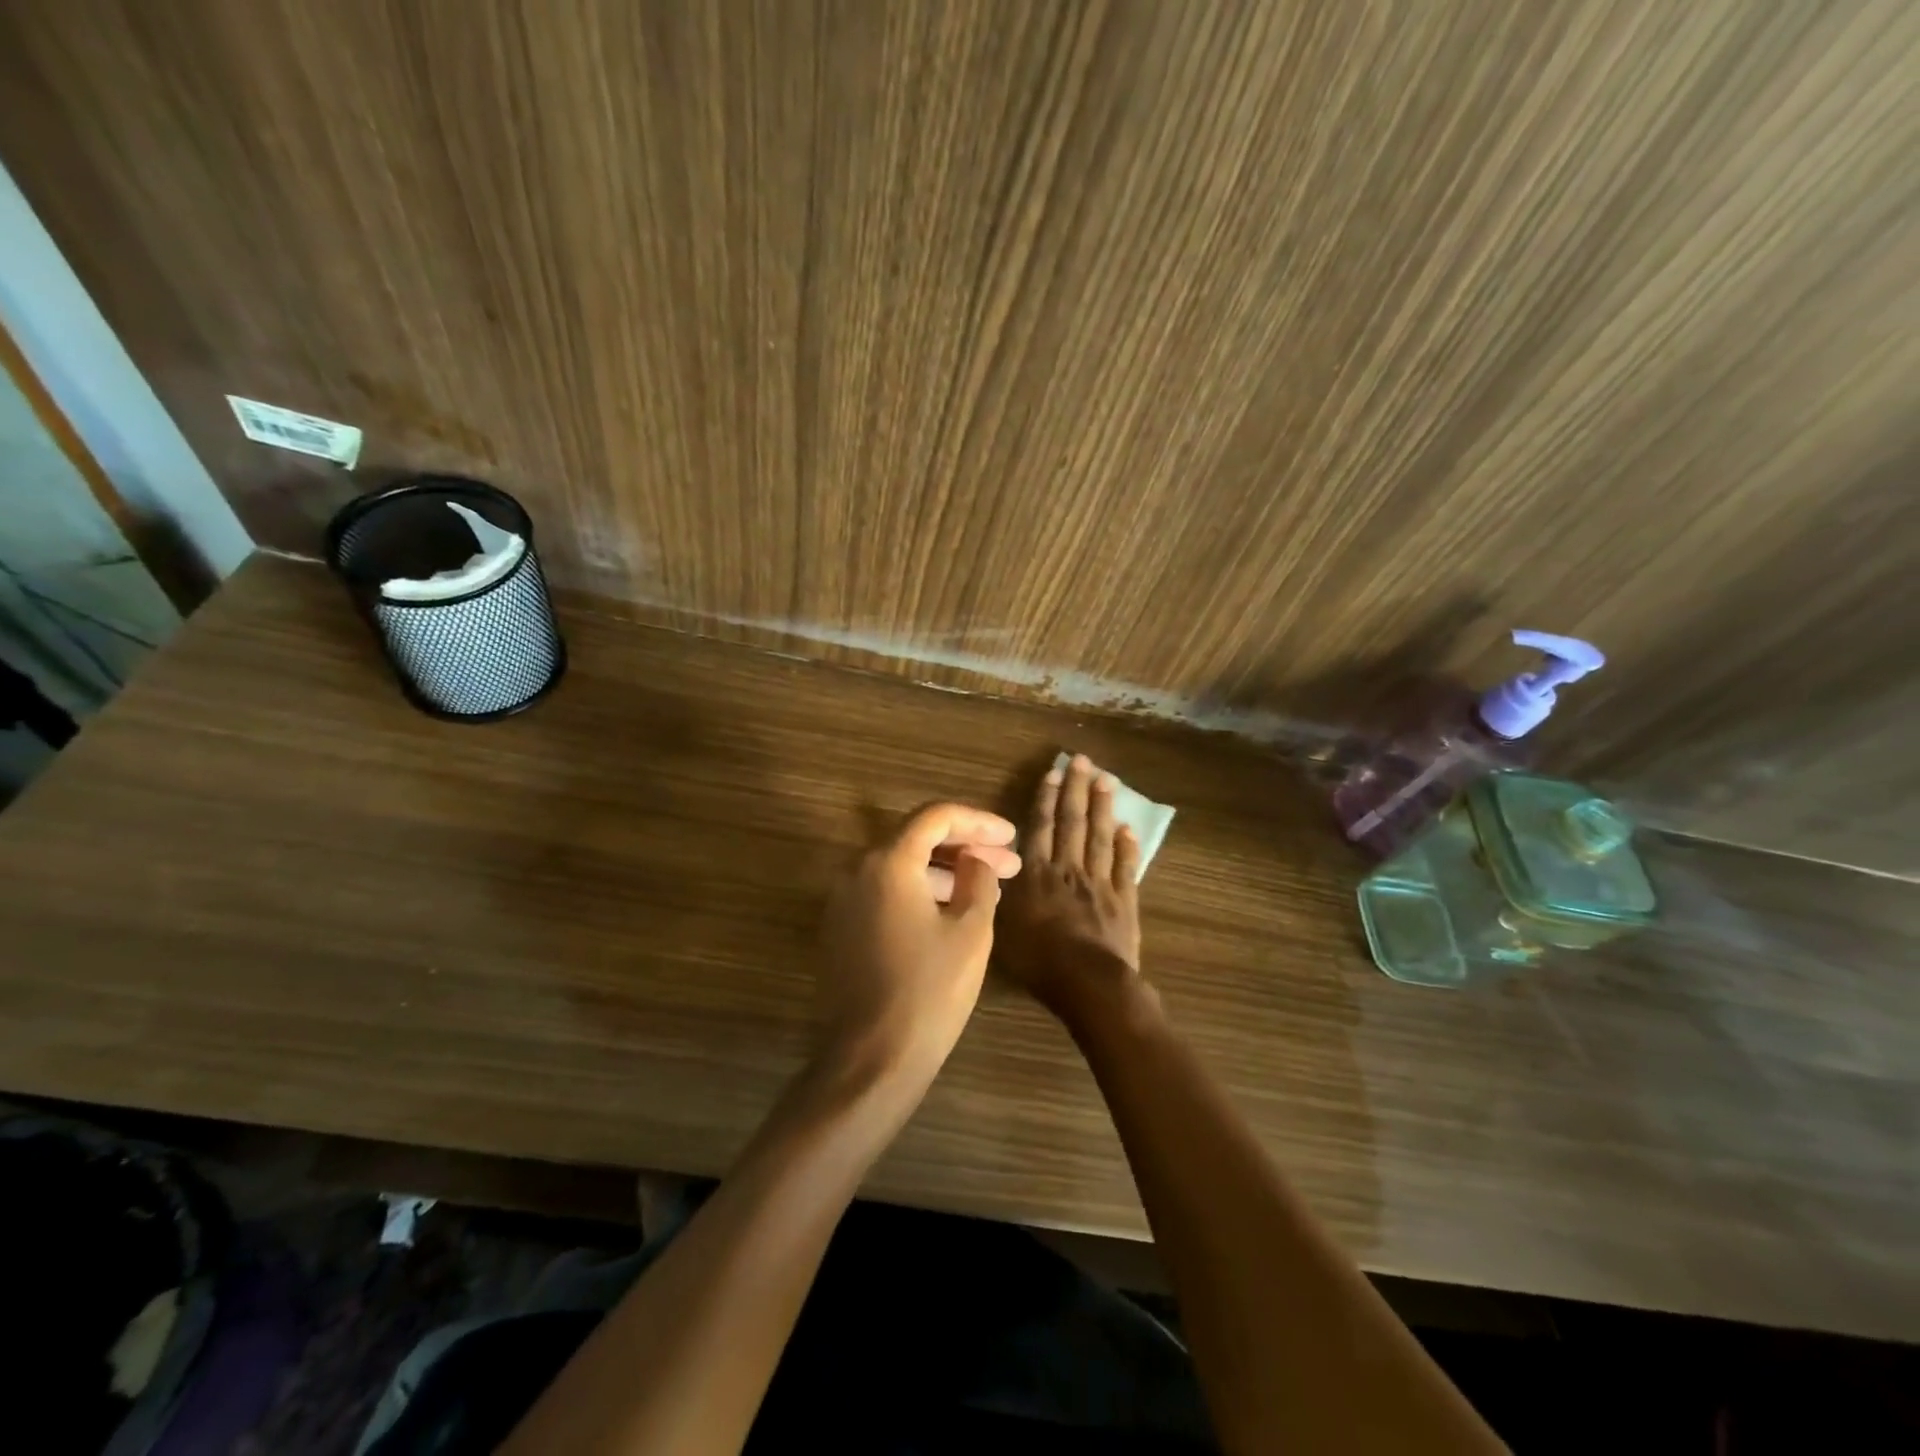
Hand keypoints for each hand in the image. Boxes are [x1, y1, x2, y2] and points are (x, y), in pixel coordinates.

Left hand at [819, 803, 1021, 1082]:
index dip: (978, 820)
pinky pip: (886, 893)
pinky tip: (954, 911)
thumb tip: (976, 860)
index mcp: (888, 862)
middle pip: (916, 839)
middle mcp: (857, 870)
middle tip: (1009, 863)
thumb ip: (978, 879)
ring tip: (989, 887)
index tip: (1011, 836)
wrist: (871, 1059)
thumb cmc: (929, 991)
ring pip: (901, 867)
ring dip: (946, 871)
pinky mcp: (841, 929)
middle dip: (966, 847)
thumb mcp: (971, 930)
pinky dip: (921, 892)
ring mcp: (844, 900)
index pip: (935, 817)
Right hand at [997, 755, 1145, 1018]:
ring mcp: (1099, 882)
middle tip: (1084, 760)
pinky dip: (1126, 846)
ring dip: (1102, 807)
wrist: (1088, 982)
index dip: (1046, 798)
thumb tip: (991, 869)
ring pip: (1100, 836)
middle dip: (1076, 789)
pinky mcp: (1124, 899)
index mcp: (1037, 874)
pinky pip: (1125, 866)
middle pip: (1073, 822)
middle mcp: (1068, 869)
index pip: (1041, 827)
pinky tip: (1127, 828)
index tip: (1054, 772)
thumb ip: (999, 895)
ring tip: (1106, 780)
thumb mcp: (1003, 929)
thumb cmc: (1039, 960)